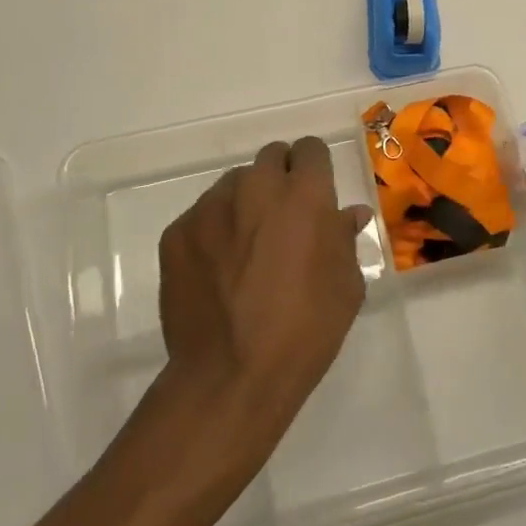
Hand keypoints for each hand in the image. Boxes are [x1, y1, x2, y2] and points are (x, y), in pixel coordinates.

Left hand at [157, 136, 370, 445]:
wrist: (230, 376)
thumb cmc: (304, 331)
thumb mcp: (346, 287)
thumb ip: (345, 239)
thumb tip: (348, 213)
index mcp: (304, 194)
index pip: (311, 149)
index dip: (315, 169)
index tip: (315, 195)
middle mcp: (256, 186)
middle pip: (271, 158)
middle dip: (281, 179)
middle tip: (283, 221)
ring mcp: (211, 207)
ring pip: (234, 184)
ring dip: (246, 203)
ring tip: (246, 249)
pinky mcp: (177, 232)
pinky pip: (202, 216)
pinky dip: (214, 231)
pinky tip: (217, 270)